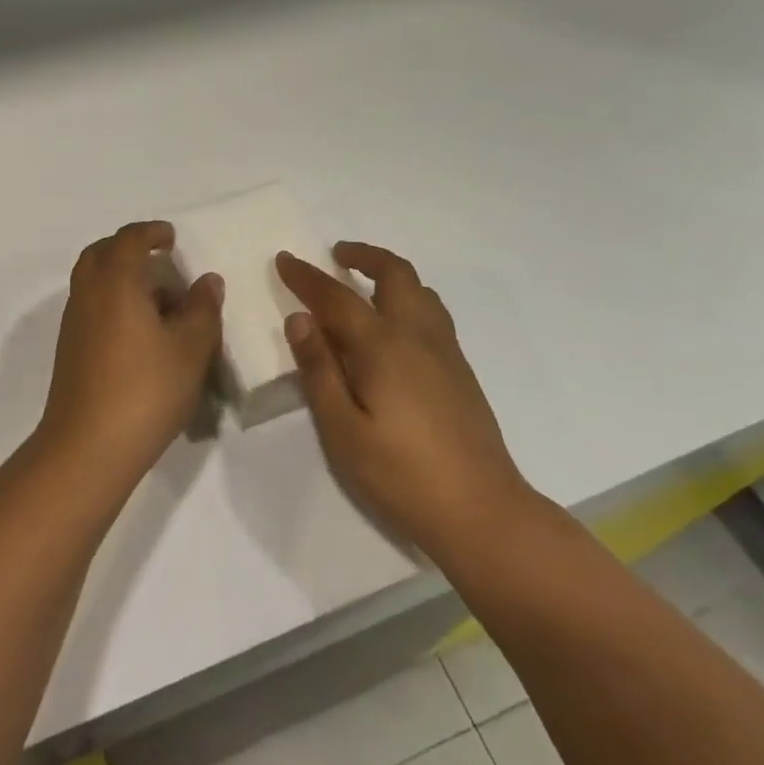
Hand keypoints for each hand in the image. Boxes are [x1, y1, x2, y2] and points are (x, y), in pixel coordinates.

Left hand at [38, 221, 222, 473]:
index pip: (128, 239)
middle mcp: (87, 296)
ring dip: (121, 279)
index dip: (151, 232)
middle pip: (99, 255)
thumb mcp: (190, 348)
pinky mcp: (70, 353)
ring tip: (160, 302)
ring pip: (93, 284)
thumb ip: (202, 309)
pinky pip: (91, 310)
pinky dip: (113, 305)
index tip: (172, 238)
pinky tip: (142, 335)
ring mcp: (73, 326)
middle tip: (158, 259)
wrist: (88, 448)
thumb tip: (206, 281)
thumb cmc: (146, 389)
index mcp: (115, 283)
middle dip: (127, 249)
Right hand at [276, 242, 538, 556]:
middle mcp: (418, 336)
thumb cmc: (400, 474)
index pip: (337, 298)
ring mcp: (446, 351)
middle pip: (395, 274)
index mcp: (384, 347)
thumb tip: (300, 319)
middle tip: (336, 255)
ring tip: (365, 286)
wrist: (480, 509)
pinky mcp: (461, 370)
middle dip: (364, 255)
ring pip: (421, 291)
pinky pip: (433, 313)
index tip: (284, 259)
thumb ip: (319, 370)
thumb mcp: (342, 429)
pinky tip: (394, 329)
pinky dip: (409, 299)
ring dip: (390, 275)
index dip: (307, 277)